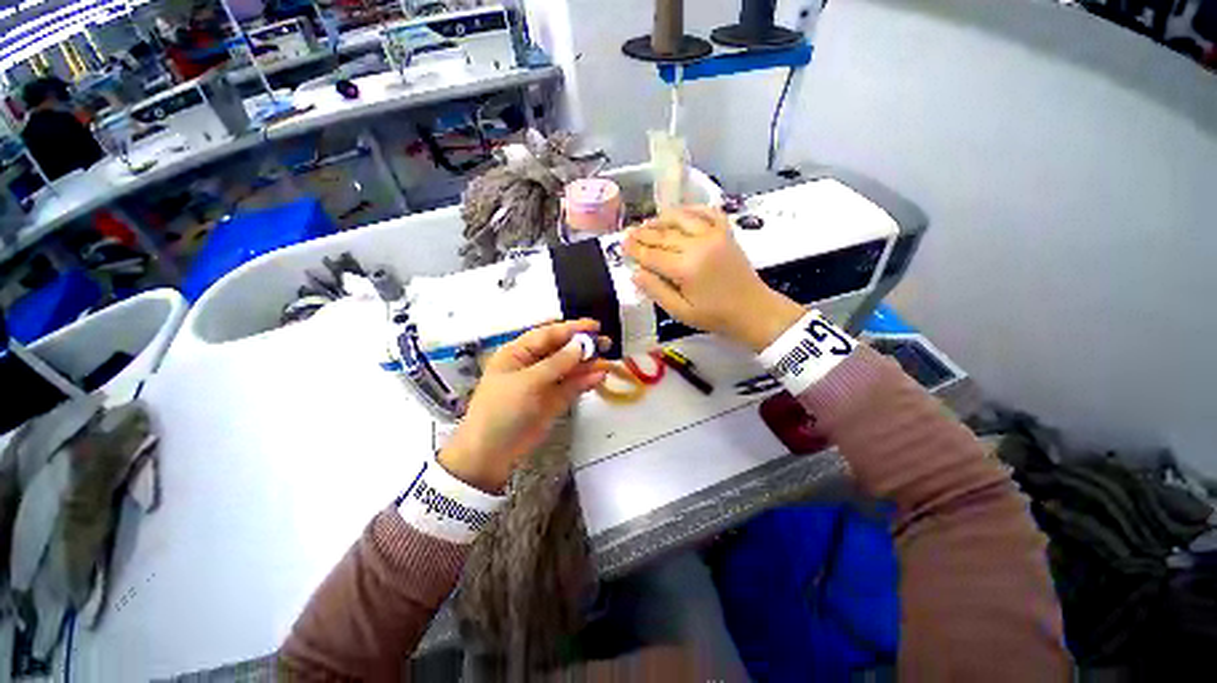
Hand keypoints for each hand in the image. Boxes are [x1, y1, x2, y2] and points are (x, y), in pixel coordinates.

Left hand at [438, 320, 606, 491]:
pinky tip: (599, 377)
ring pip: (569, 369)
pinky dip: (585, 382)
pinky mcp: (553, 401)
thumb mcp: (527, 382)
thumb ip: (557, 363)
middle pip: (561, 350)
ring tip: (608, 362)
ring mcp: (544, 383)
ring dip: (588, 365)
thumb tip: (581, 345)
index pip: (548, 334)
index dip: (572, 329)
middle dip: (583, 346)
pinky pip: (572, 387)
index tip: (595, 326)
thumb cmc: (502, 409)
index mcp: (518, 353)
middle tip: (607, 343)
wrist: (491, 453)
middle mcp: (532, 364)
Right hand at [624, 206, 804, 352]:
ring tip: (648, 222)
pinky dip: (692, 209)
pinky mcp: (726, 232)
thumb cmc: (714, 316)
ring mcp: (714, 235)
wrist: (753, 310)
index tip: (622, 244)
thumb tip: (636, 273)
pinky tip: (680, 212)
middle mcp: (698, 245)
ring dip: (662, 218)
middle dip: (644, 233)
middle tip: (629, 232)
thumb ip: (656, 291)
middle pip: (664, 235)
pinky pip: (707, 212)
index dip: (635, 250)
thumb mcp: (680, 312)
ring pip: (682, 218)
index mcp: (685, 268)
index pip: (652, 255)